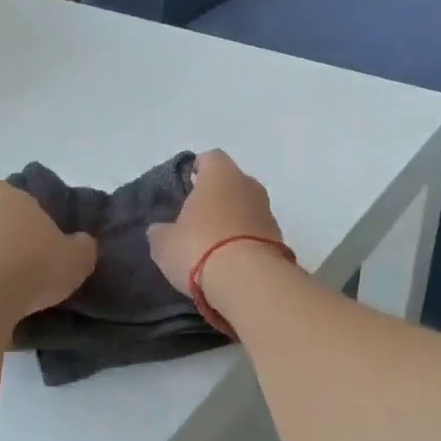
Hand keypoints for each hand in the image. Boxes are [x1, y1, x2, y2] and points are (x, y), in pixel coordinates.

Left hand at [0, 182, 96, 318]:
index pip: (1, 189)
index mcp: (11, 204)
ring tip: (10, 288)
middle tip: (24, 258)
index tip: (22, 217)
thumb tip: (81, 242)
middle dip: (2, 236)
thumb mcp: (76, 258)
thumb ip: (81, 247)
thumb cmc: (35, 266)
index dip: (9, 200)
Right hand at [147, 150, 286, 292]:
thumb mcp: (164, 243)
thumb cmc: (199, 248)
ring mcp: (268, 212)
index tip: (186, 186)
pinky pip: (256, 233)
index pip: (210, 158)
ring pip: (246, 208)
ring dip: (232, 221)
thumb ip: (161, 231)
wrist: (249, 282)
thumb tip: (160, 230)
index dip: (197, 170)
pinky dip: (245, 242)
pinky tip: (230, 262)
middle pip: (231, 183)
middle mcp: (249, 185)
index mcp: (220, 174)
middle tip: (195, 219)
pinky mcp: (280, 239)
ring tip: (212, 246)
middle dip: (216, 197)